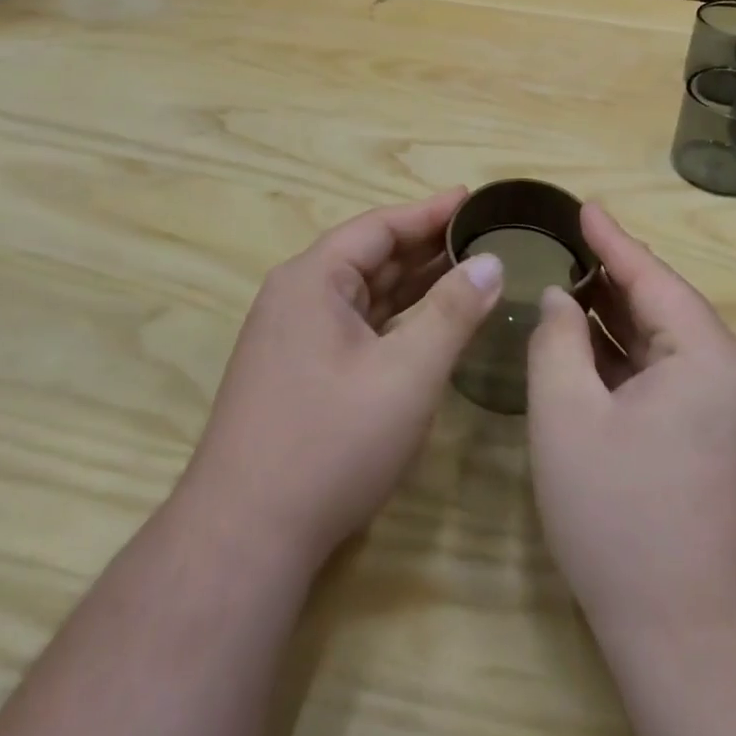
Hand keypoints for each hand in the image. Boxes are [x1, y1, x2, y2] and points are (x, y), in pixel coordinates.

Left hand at [177, 188, 504, 569]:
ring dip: (411, 283)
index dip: (429, 211)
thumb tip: (491, 263)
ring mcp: (292, 336)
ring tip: (465, 270)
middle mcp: (297, 297)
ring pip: (362, 294)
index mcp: (312, 279)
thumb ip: (452, 312)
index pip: (378, 227)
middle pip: (369, 256)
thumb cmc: (330, 443)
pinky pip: (354, 325)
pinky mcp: (297, 371)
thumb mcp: (406, 374)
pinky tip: (426, 323)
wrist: (244, 537)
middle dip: (424, 246)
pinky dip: (393, 318)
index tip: (472, 199)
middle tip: (481, 235)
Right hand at [526, 203, 735, 639]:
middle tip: (570, 244)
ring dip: (623, 319)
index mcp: (709, 355)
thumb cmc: (621, 519)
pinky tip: (599, 349)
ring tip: (576, 284)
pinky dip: (637, 359)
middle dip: (615, 277)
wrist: (695, 645)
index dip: (611, 239)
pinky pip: (678, 378)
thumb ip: (557, 340)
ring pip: (672, 344)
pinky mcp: (731, 444)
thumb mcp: (567, 417)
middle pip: (667, 306)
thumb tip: (562, 299)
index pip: (652, 276)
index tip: (584, 206)